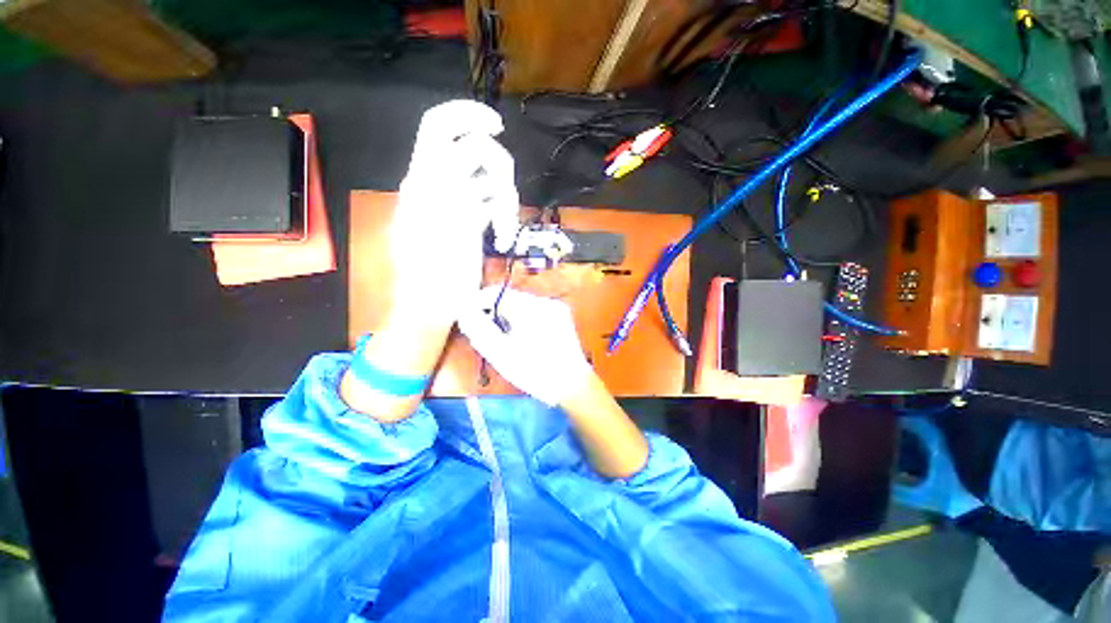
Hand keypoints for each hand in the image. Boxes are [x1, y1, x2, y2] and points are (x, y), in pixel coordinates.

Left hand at [390, 100, 519, 325]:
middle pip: (477, 149)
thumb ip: (453, 185)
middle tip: (505, 194)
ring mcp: (461, 203)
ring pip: (492, 180)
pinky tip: (502, 239)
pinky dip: (505, 219)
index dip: (468, 115)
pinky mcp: (474, 221)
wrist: (433, 304)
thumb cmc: (432, 274)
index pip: (440, 126)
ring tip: (503, 229)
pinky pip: (496, 205)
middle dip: (498, 167)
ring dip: (506, 201)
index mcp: (424, 178)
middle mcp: (442, 183)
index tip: (498, 127)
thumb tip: (473, 154)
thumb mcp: (439, 227)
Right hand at [458, 287, 592, 405]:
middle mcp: (545, 302)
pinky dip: (522, 322)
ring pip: (521, 307)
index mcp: (531, 307)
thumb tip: (464, 311)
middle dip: (493, 314)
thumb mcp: (502, 353)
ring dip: (507, 318)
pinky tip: (520, 340)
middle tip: (483, 335)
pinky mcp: (561, 318)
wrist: (572, 385)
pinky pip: (534, 313)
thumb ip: (479, 329)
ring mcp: (556, 309)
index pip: (497, 293)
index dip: (478, 303)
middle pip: (510, 299)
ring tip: (502, 341)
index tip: (467, 317)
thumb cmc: (536, 372)